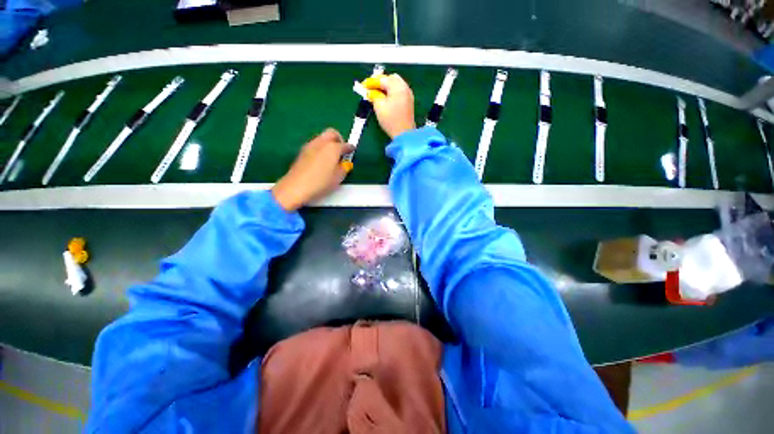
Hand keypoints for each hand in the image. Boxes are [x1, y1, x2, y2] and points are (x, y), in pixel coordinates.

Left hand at [272, 129, 353, 211]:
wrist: (297, 187)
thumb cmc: (321, 182)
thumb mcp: (339, 177)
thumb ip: (344, 167)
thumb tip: (344, 163)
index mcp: (333, 147)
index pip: (345, 144)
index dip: (350, 148)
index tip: (352, 152)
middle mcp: (321, 142)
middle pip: (332, 133)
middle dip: (339, 139)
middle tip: (341, 150)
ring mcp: (310, 145)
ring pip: (322, 138)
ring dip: (328, 143)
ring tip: (331, 157)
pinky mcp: (302, 151)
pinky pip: (315, 145)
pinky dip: (320, 149)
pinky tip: (321, 161)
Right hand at [363, 74, 415, 138]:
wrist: (404, 134)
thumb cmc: (391, 120)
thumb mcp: (378, 106)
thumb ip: (373, 95)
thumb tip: (370, 92)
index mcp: (397, 86)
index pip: (382, 79)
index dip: (371, 82)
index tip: (363, 86)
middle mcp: (405, 87)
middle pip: (391, 79)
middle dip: (380, 82)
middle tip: (371, 88)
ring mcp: (408, 95)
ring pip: (396, 85)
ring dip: (386, 87)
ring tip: (377, 94)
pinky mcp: (409, 103)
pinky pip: (399, 92)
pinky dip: (391, 93)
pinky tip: (385, 99)